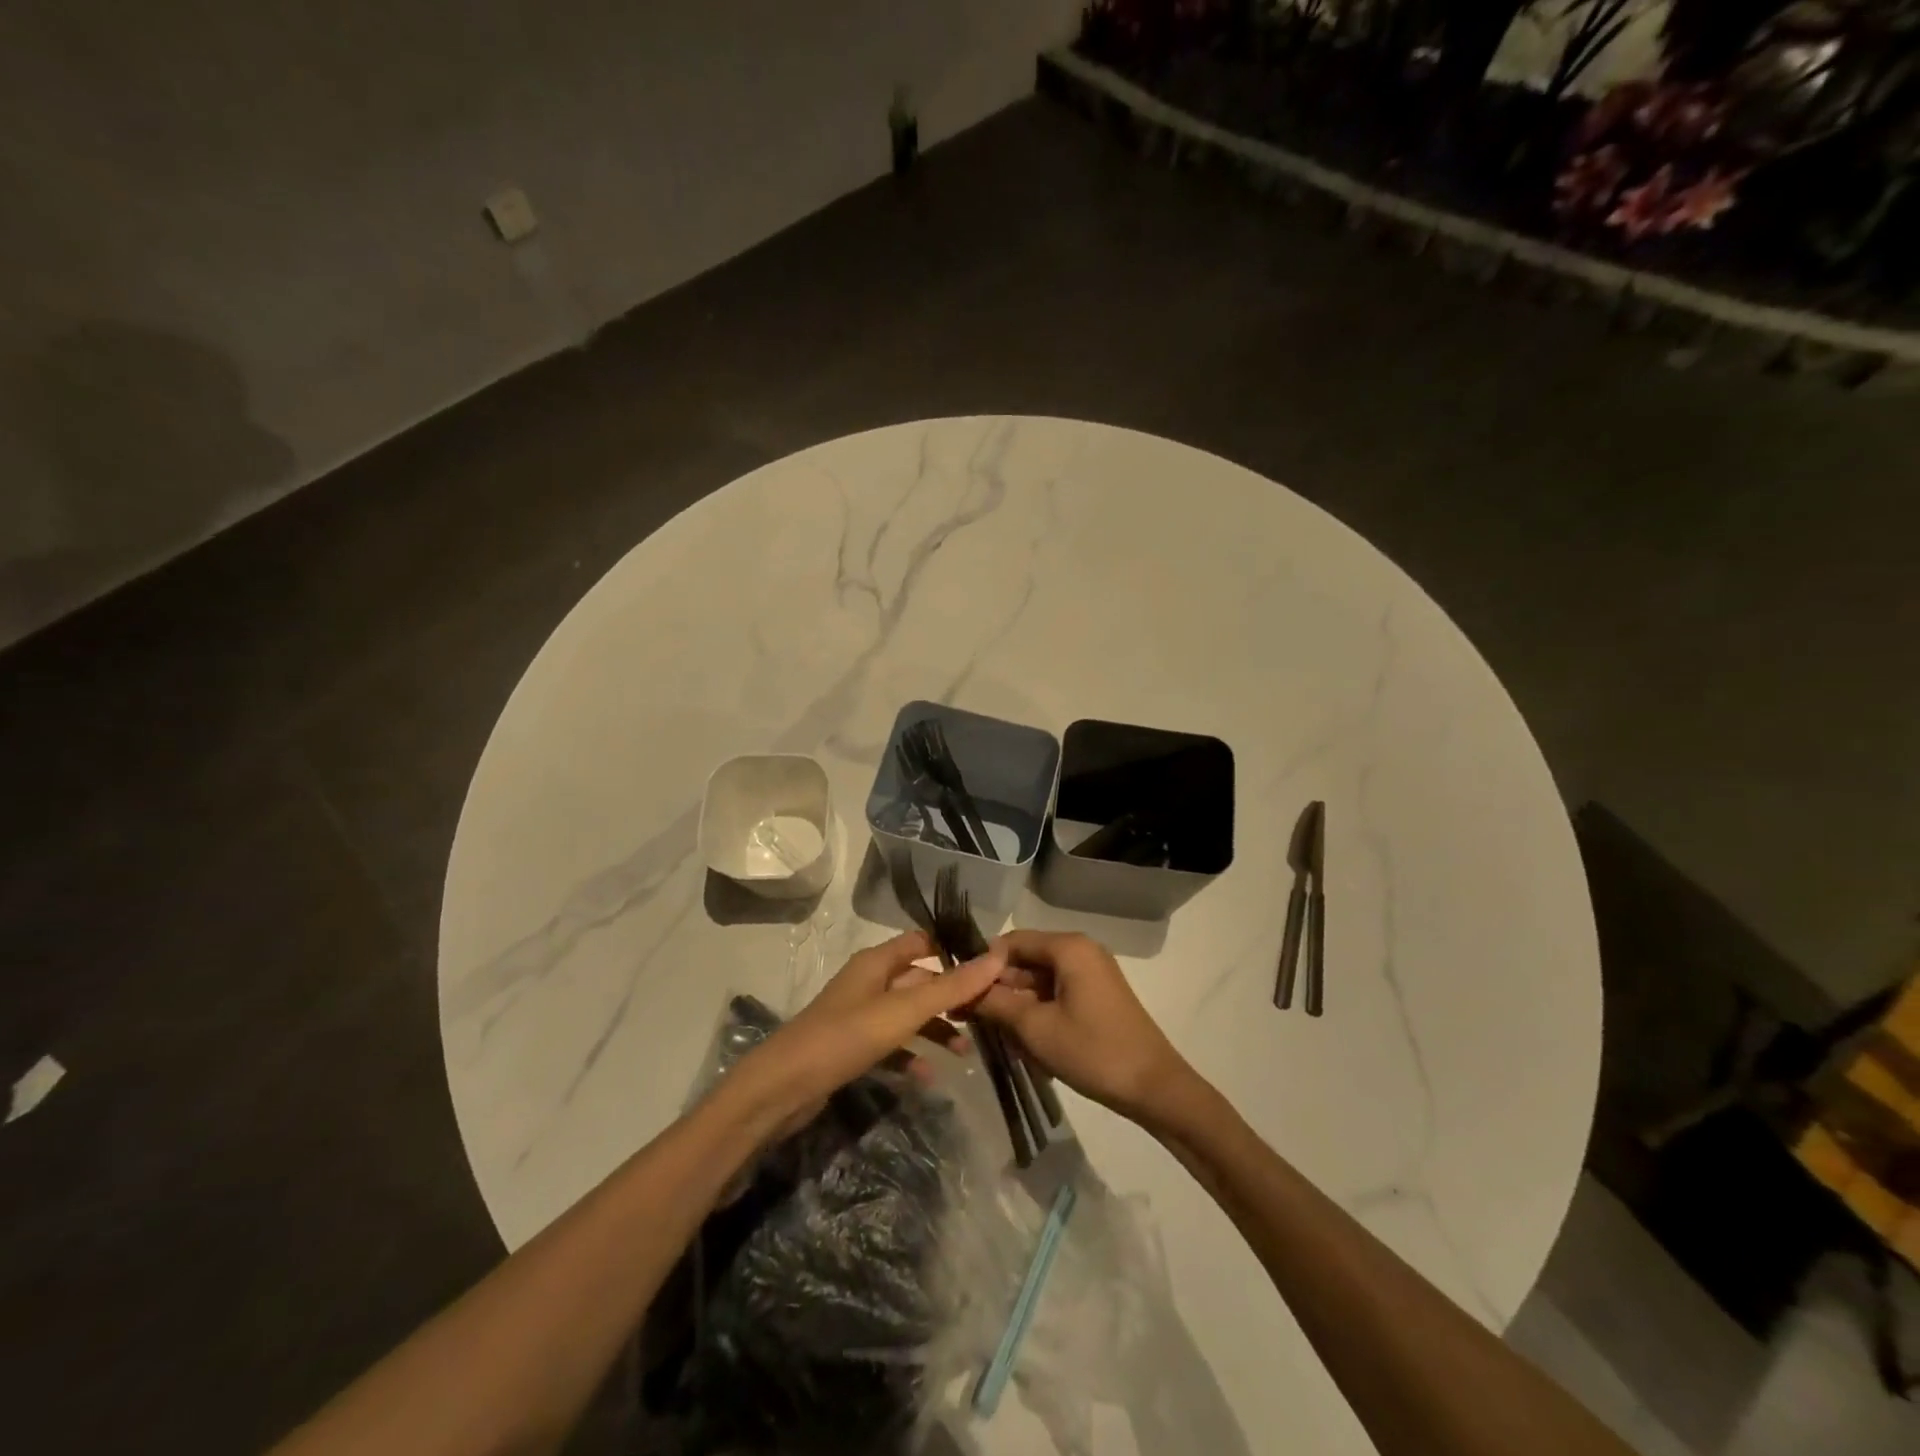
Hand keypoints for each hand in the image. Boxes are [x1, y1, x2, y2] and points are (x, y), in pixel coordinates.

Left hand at [726, 930, 1004, 1127]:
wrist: (782, 1089)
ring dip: (935, 1029)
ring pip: (907, 1015)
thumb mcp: (903, 1011)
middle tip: (987, 1014)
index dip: (954, 951)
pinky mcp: (851, 1048)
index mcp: (877, 962)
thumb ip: (950, 988)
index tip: (991, 968)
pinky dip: (911, 1056)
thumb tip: (997, 956)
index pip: (923, 942)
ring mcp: (859, 1016)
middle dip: (951, 996)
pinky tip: (929, 1077)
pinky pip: (891, 1046)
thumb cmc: (844, 1038)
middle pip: (919, 980)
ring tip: (965, 1052)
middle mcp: (869, 982)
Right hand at [976, 930, 1200, 1123]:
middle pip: (1025, 960)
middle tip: (968, 1017)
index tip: (958, 991)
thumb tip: (962, 989)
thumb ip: (995, 1003)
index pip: (1011, 941)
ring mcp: (1092, 973)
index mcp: (1068, 947)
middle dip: (998, 988)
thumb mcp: (1035, 1028)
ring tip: (994, 1034)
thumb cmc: (1092, 1051)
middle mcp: (1081, 951)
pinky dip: (1037, 1012)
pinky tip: (1024, 1041)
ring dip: (1016, 1004)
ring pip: (1039, 980)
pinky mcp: (1098, 996)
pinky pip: (1057, 993)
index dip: (982, 964)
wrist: (1154, 1087)